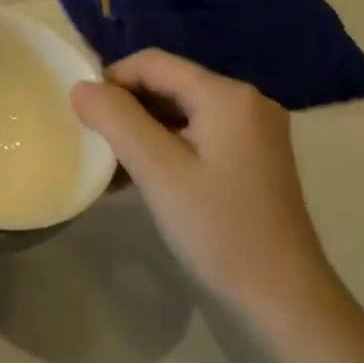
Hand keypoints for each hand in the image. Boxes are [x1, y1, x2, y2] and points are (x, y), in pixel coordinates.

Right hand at [70, 50, 338, 320]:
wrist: (284, 299)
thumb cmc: (219, 230)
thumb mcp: (158, 170)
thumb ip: (116, 120)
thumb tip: (79, 87)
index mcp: (227, 95)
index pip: (152, 63)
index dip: (110, 81)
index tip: (83, 118)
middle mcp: (245, 102)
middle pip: (166, 85)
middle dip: (124, 110)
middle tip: (94, 145)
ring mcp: (252, 132)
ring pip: (177, 113)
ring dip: (139, 133)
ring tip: (109, 168)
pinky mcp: (250, 159)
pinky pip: (194, 137)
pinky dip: (162, 150)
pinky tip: (136, 180)